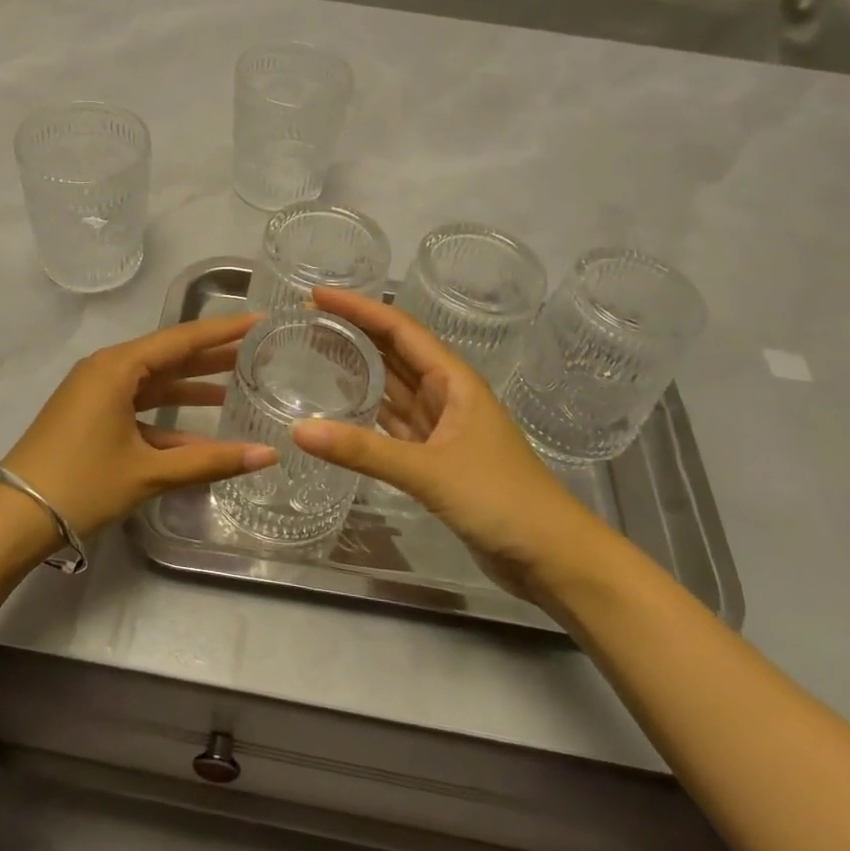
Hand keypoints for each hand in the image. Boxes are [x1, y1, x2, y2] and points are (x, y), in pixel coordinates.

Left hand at [0, 313, 277, 536]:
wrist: (13, 517)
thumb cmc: (82, 483)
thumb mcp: (149, 472)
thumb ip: (210, 461)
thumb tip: (269, 455)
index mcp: (118, 367)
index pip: (182, 339)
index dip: (224, 331)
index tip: (259, 320)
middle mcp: (106, 370)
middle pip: (169, 357)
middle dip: (212, 358)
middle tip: (257, 353)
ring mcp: (95, 393)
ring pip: (154, 382)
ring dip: (192, 387)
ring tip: (237, 387)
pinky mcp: (90, 416)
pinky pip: (138, 406)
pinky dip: (167, 417)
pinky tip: (199, 433)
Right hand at [292, 287, 601, 601]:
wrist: (551, 556)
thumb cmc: (499, 498)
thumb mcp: (429, 471)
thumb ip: (363, 451)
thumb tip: (298, 431)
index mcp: (454, 380)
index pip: (399, 329)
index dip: (358, 308)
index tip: (317, 295)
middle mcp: (447, 395)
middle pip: (394, 352)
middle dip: (354, 332)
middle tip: (306, 321)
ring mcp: (442, 428)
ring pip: (393, 387)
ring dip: (358, 369)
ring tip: (315, 353)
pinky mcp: (435, 459)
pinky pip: (393, 424)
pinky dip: (367, 413)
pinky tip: (340, 409)